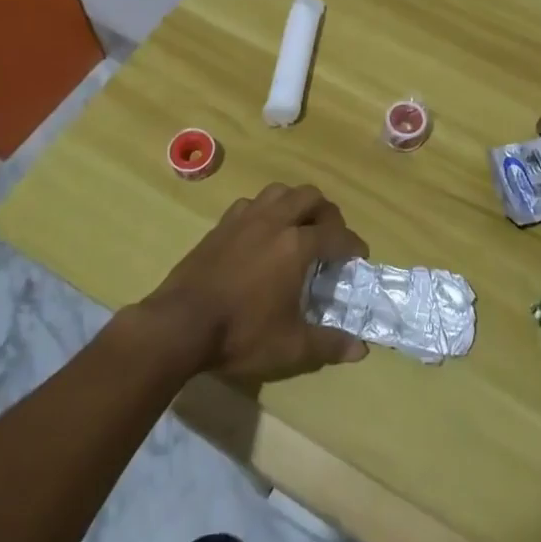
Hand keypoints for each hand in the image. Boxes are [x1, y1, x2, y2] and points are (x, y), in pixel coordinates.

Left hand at [141, 183, 370, 383]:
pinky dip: (265, 210)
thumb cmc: (240, 334)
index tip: (360, 256)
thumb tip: (361, 349)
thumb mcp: (291, 347)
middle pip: (310, 197)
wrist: (180, 324)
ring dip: (296, 203)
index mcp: (297, 245)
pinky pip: (251, 203)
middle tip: (331, 236)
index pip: (337, 235)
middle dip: (328, 213)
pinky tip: (262, 232)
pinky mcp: (221, 225)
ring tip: (299, 226)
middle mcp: (275, 221)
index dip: (353, 245)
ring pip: (280, 192)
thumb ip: (329, 345)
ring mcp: (245, 219)